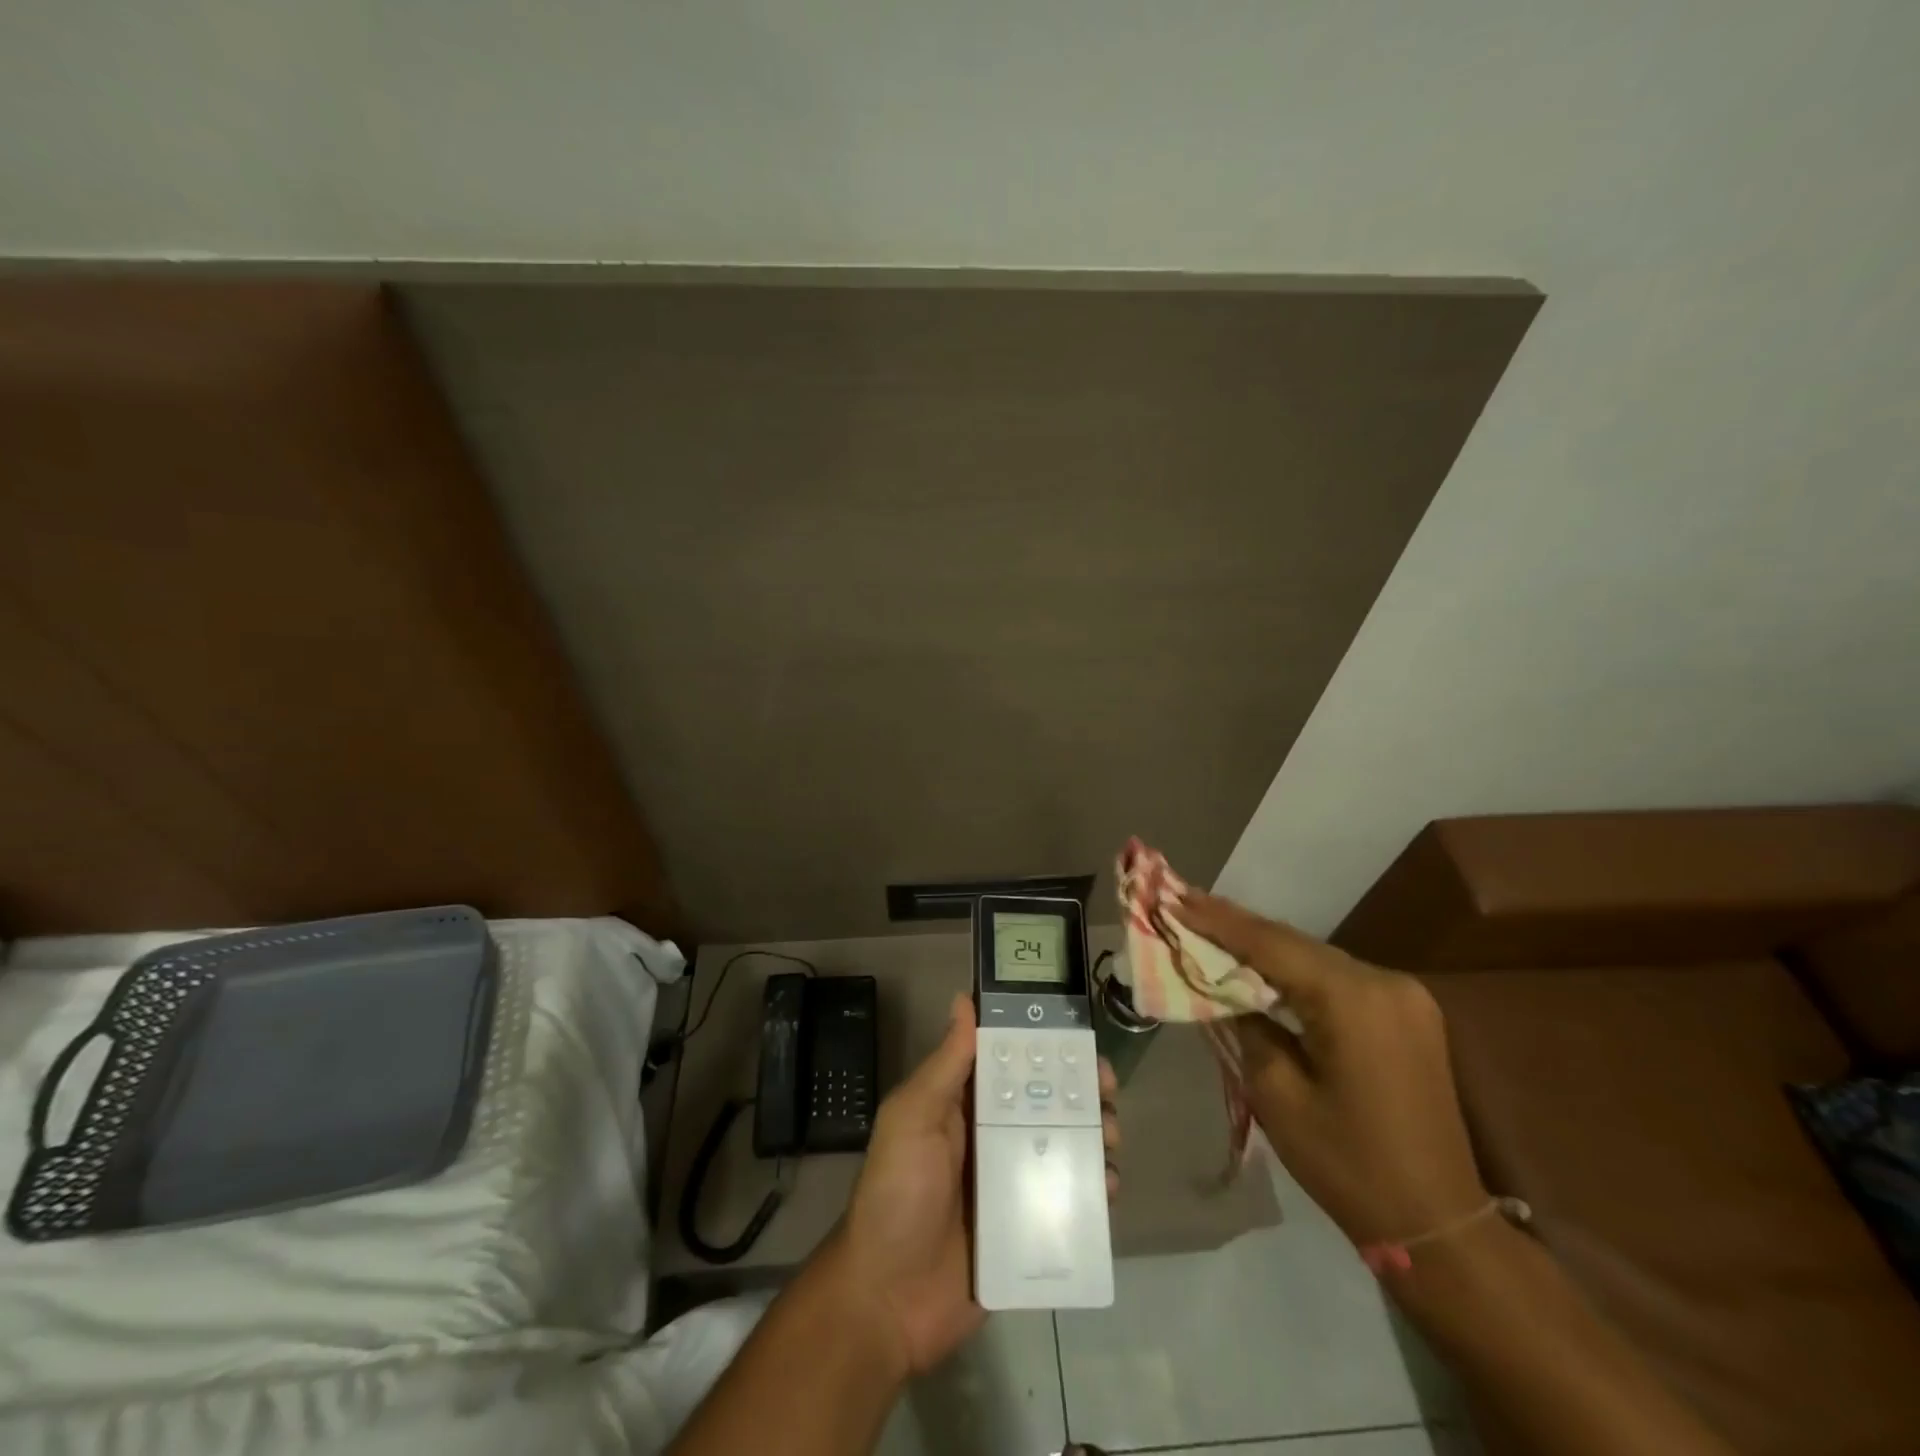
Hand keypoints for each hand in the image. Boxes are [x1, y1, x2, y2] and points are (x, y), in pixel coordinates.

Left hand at [834, 994, 1121, 1375]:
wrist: (887, 1301)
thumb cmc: (898, 1194)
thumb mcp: (913, 1117)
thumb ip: (945, 1064)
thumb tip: (963, 999)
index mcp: (965, 1105)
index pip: (1012, 1063)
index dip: (1046, 1047)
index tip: (1079, 1039)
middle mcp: (992, 1137)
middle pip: (1047, 1102)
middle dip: (1081, 1091)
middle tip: (1106, 1090)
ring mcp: (1013, 1184)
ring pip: (1065, 1147)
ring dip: (1094, 1135)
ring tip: (1110, 1137)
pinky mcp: (1029, 1229)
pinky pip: (1070, 1201)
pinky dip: (1094, 1189)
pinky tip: (1107, 1186)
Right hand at [1172, 890, 1485, 1246]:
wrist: (1438, 1223)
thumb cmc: (1347, 1165)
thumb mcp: (1276, 1093)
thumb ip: (1246, 1025)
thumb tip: (1223, 987)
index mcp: (1353, 999)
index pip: (1270, 944)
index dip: (1217, 920)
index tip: (1174, 897)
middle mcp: (1385, 982)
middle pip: (1295, 943)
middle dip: (1237, 926)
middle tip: (1184, 904)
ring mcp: (1404, 995)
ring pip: (1315, 956)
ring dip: (1264, 946)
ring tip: (1211, 926)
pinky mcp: (1408, 1012)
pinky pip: (1337, 977)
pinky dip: (1295, 969)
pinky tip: (1261, 964)